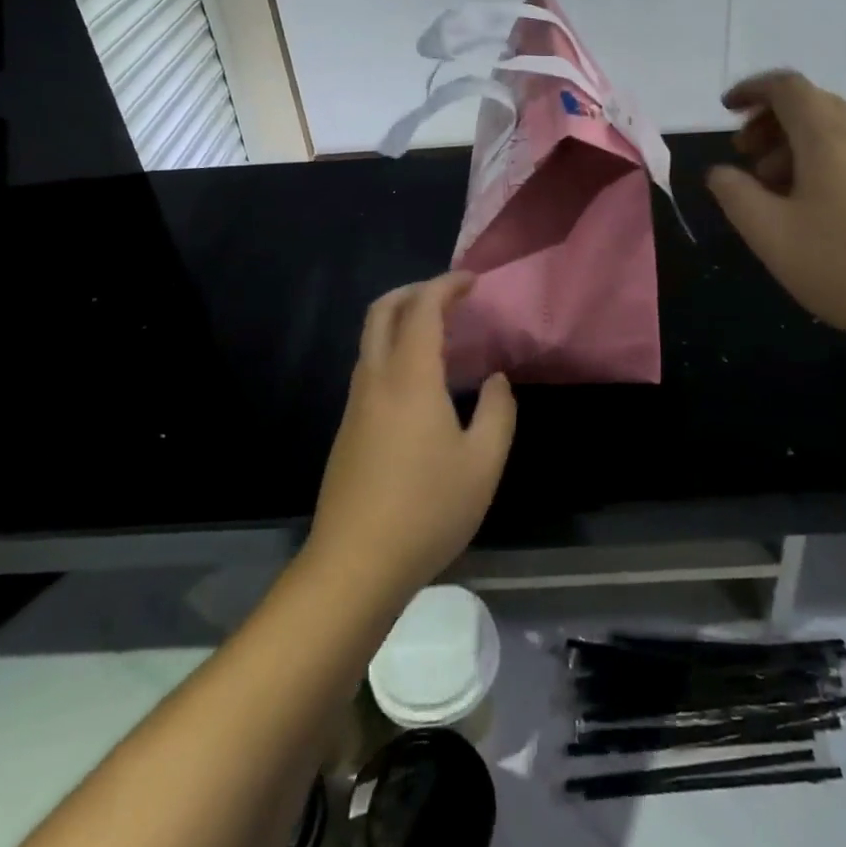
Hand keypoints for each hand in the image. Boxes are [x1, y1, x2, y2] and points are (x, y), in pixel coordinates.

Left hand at [307, 273, 515, 603]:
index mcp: (410, 377)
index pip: (423, 308)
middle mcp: (376, 379)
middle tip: (449, 296)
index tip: (472, 281)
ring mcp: (356, 404)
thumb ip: (497, 412)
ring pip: (371, 339)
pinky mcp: (348, 429)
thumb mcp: (483, 463)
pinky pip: (370, 367)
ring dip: (401, 320)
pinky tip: (421, 382)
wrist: (354, 565)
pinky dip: (394, 350)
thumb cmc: (427, 510)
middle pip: (382, 311)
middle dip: (414, 291)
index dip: (446, 286)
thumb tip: (495, 380)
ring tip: (441, 335)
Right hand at [706, 71, 845, 362]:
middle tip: (744, 156)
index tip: (726, 111)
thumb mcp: (773, 236)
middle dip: (769, 122)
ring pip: (834, 131)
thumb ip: (737, 197)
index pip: (786, 86)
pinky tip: (816, 210)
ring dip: (794, 146)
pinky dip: (822, 164)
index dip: (751, 90)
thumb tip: (720, 172)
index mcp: (827, 135)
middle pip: (810, 104)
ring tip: (774, 189)